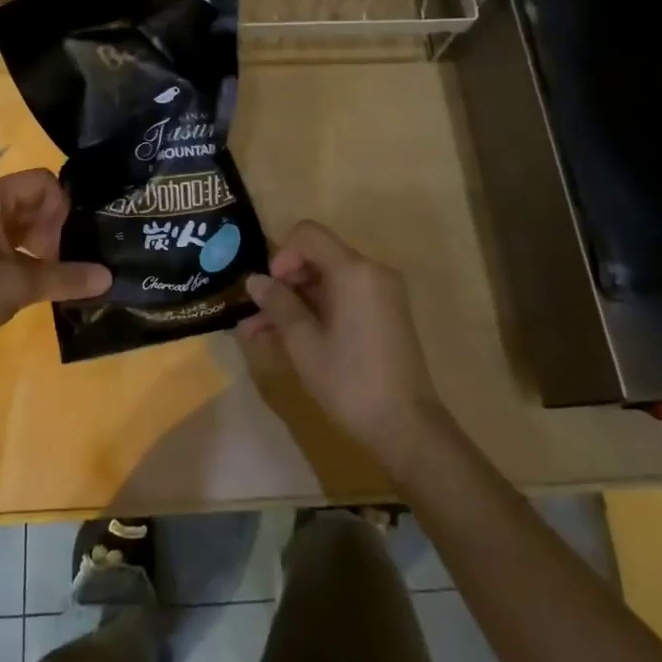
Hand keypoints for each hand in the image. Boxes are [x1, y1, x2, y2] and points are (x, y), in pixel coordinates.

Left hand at [0, 169, 109, 363]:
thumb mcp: (18, 287)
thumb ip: (65, 277)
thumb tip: (109, 278)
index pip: (40, 181)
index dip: (61, 209)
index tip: (64, 245)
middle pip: (25, 198)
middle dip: (48, 228)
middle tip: (55, 265)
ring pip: (10, 218)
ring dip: (33, 241)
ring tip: (43, 275)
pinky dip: (13, 250)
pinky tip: (20, 279)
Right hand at [237, 220, 445, 467]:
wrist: (407, 427)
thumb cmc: (350, 380)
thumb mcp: (303, 343)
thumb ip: (278, 304)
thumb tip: (254, 280)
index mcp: (354, 271)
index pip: (308, 234)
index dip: (281, 255)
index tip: (269, 290)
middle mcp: (371, 272)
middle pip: (318, 257)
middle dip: (283, 283)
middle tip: (256, 316)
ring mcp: (382, 294)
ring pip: (327, 282)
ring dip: (295, 301)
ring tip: (259, 334)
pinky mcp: (385, 315)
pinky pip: (343, 298)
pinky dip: (317, 311)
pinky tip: (289, 339)